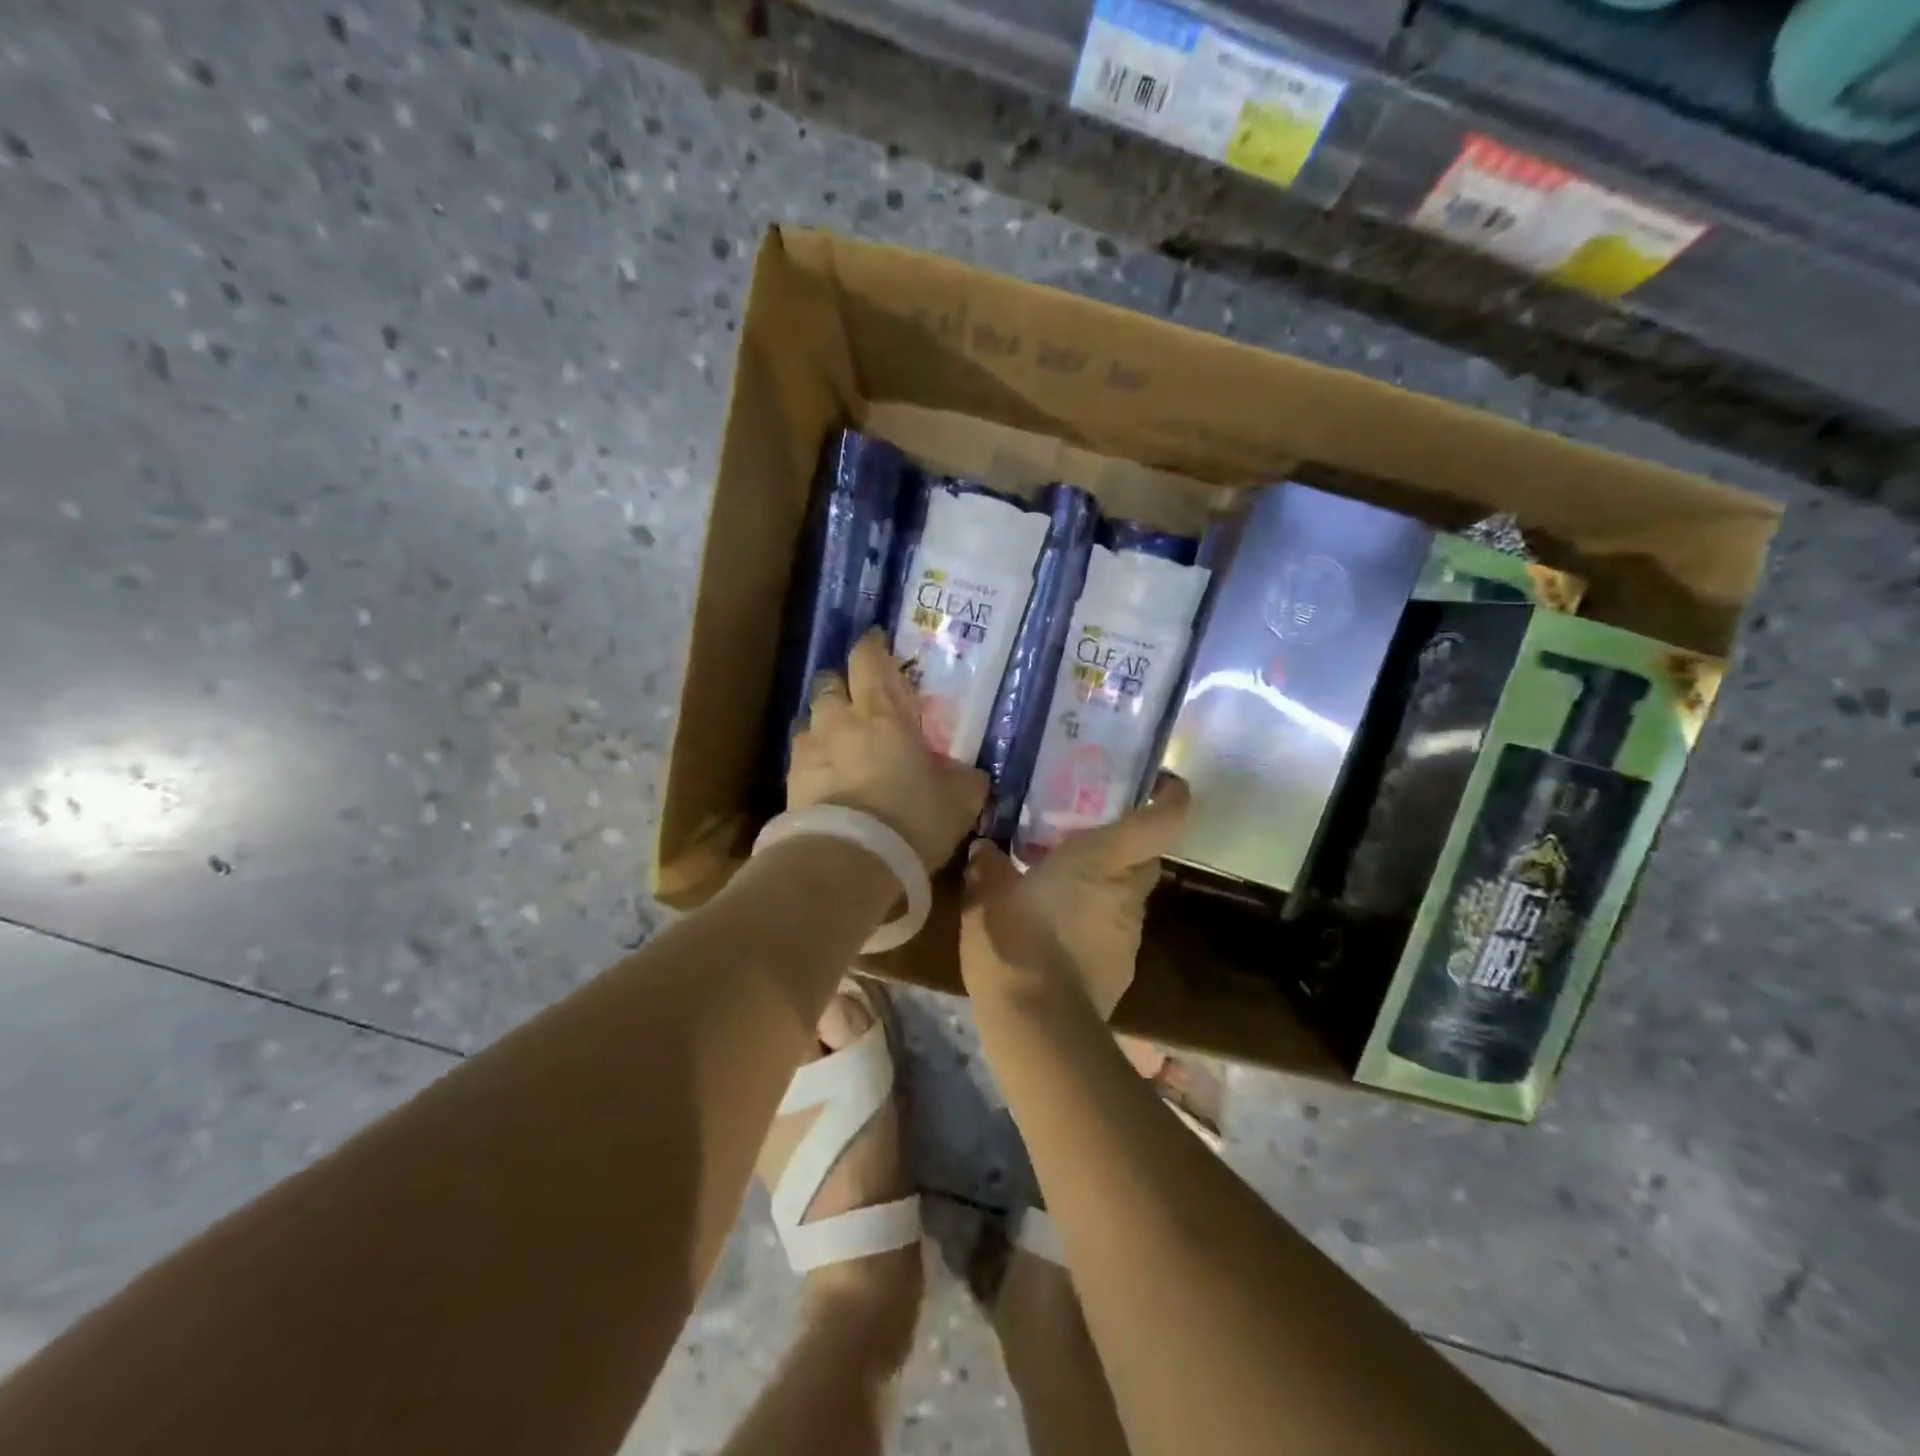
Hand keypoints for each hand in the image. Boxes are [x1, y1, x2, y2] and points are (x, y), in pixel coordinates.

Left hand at [788, 629, 988, 869]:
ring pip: (811, 717)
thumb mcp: (958, 801)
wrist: (847, 862)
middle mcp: (839, 720)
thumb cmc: (911, 819)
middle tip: (862, 700)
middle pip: (831, 681)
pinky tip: (827, 776)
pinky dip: (814, 757)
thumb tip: (970, 773)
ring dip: (826, 721)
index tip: (879, 644)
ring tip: (841, 742)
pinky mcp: (790, 781)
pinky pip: (801, 754)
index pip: (869, 658)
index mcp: (882, 713)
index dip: (873, 646)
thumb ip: (965, 779)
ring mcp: (808, 749)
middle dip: (845, 683)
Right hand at [960, 778, 1190, 1019]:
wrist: (1038, 1024)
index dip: (1171, 797)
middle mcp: (1127, 892)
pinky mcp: (1122, 970)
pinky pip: (1112, 933)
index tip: (1161, 784)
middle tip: (1086, 839)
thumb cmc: (1015, 939)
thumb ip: (988, 866)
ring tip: (1061, 890)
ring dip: (1104, 889)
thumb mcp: (987, 895)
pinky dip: (1093, 926)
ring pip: (1127, 897)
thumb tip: (984, 850)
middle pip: (1145, 858)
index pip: (1163, 820)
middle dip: (1125, 846)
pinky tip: (1057, 937)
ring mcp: (1130, 935)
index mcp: (1104, 859)